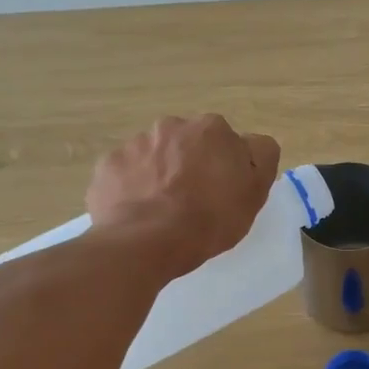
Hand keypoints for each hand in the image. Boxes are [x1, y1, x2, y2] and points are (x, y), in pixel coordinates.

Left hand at [87, 115, 280, 278]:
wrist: (146, 242)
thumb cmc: (209, 219)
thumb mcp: (255, 192)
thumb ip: (261, 157)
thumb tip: (252, 143)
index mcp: (210, 129)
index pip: (227, 142)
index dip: (227, 167)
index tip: (224, 192)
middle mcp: (171, 126)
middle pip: (187, 144)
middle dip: (190, 164)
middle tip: (193, 201)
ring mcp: (134, 144)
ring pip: (154, 157)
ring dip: (160, 174)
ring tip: (162, 211)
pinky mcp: (107, 166)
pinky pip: (125, 174)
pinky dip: (132, 189)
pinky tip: (137, 214)